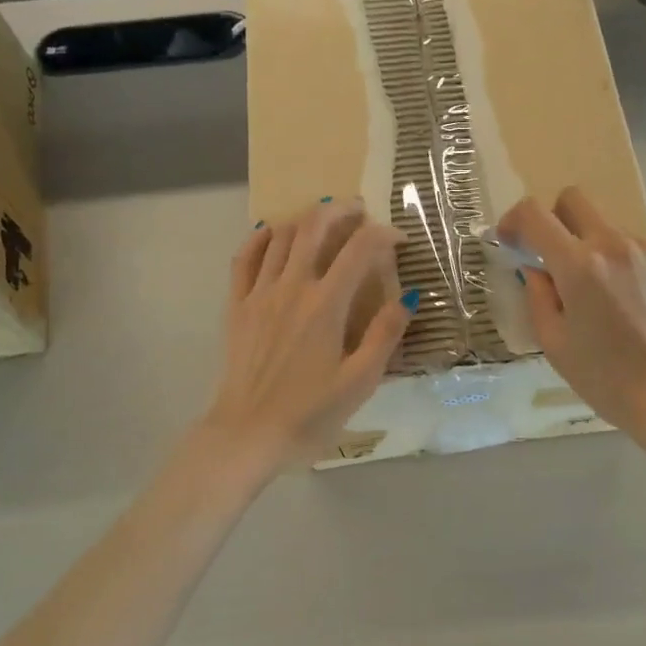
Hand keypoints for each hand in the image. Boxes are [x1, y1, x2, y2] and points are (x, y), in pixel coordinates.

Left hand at [203, 198, 412, 472]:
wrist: (247, 435)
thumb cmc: (309, 414)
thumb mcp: (359, 382)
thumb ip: (384, 336)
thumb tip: (408, 298)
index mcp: (325, 306)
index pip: (359, 251)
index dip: (383, 235)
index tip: (399, 239)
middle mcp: (291, 288)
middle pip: (315, 228)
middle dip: (340, 211)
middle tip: (359, 211)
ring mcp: (259, 294)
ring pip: (281, 237)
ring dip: (306, 219)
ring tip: (324, 218)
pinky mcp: (237, 307)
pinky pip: (244, 259)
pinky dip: (260, 238)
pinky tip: (270, 232)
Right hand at [499, 188, 645, 445]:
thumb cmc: (605, 380)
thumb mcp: (555, 344)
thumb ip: (538, 297)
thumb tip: (536, 269)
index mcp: (579, 267)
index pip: (535, 215)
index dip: (514, 220)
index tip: (511, 240)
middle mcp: (616, 246)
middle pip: (574, 200)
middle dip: (555, 220)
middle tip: (555, 258)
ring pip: (610, 230)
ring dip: (595, 251)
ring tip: (604, 299)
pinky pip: (640, 251)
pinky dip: (626, 268)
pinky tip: (635, 307)